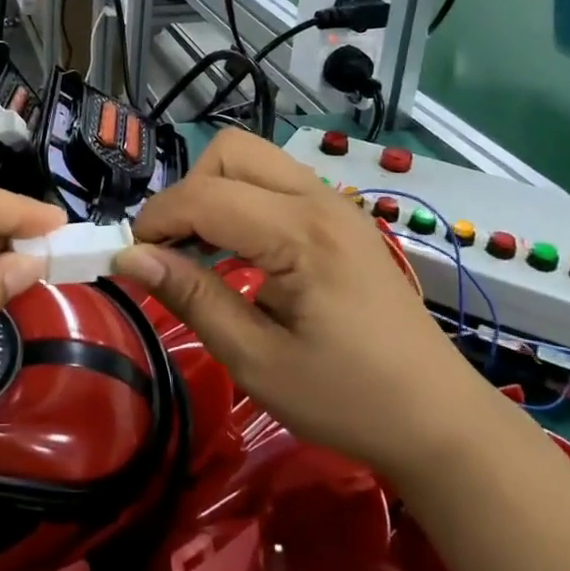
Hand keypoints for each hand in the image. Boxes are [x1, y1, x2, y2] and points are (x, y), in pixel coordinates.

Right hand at [114, 130, 494, 479]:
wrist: (439, 419)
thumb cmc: (349, 399)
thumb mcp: (257, 360)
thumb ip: (192, 298)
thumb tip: (130, 258)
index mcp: (301, 233)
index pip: (206, 195)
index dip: (156, 220)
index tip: (131, 258)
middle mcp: (319, 199)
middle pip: (230, 151)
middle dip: (187, 191)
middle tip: (172, 250)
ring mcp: (335, 203)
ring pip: (253, 159)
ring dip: (213, 192)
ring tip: (199, 252)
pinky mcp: (340, 217)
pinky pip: (275, 183)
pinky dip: (241, 202)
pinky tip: (238, 254)